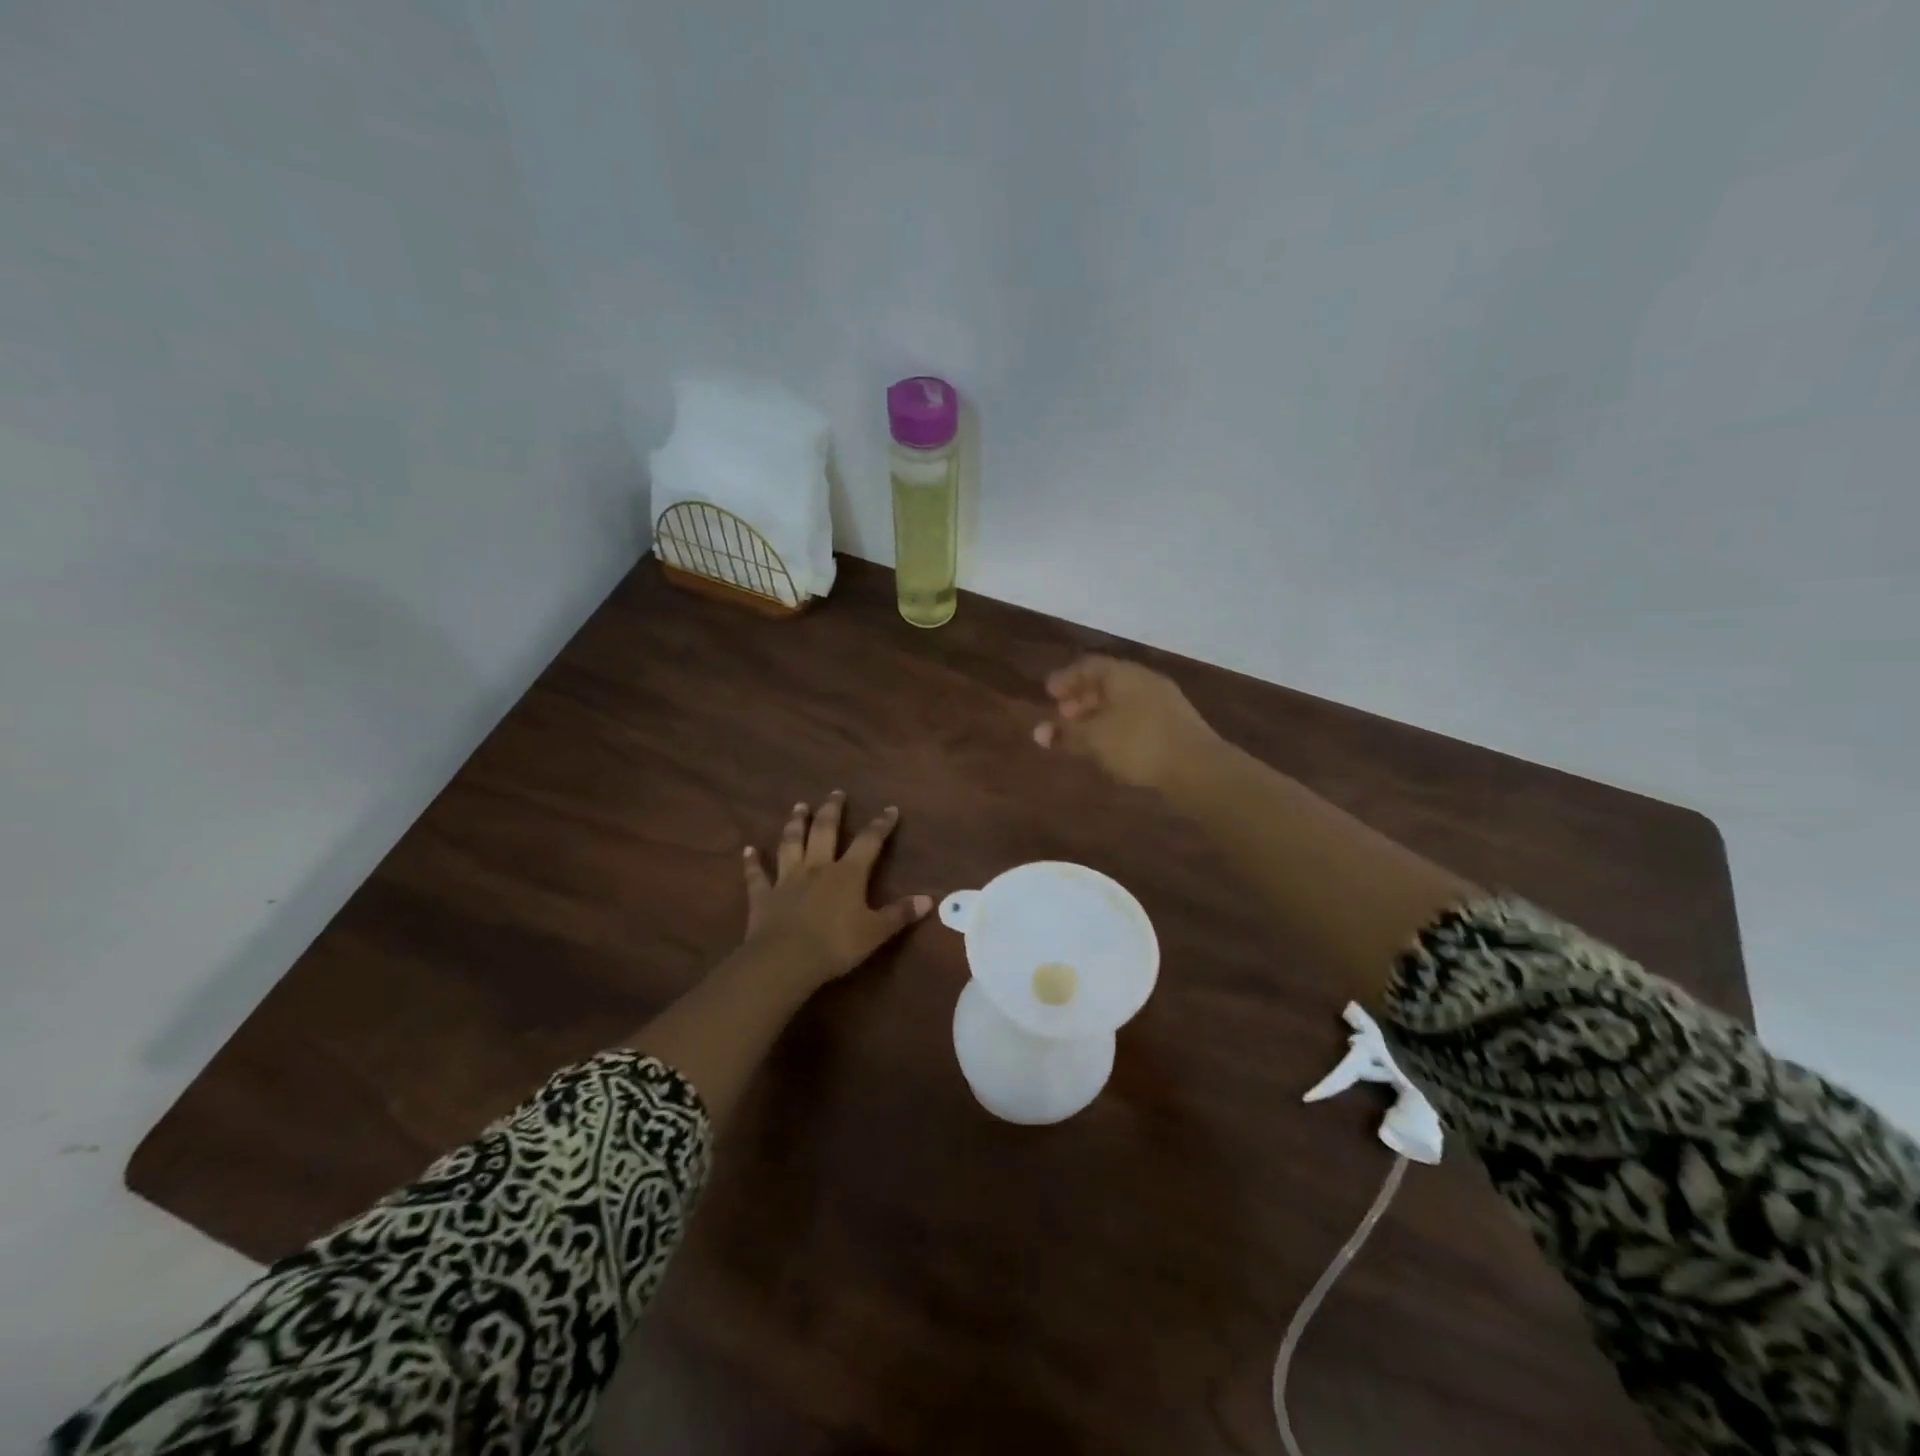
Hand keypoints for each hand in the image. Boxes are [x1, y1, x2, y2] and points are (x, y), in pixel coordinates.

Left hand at [740, 793, 931, 989]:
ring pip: (791, 844)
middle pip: (824, 832)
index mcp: (847, 874)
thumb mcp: (876, 932)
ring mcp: (787, 880)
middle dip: (832, 811)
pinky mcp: (762, 896)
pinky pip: (756, 875)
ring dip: (795, 824)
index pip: (868, 842)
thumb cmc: (836, 945)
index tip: (890, 809)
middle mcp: (817, 868)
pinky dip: (751, 862)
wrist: (785, 960)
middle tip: (836, 793)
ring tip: (799, 806)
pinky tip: (747, 850)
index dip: (880, 825)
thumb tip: (929, 899)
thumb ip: (900, 914)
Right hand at [1033, 655, 1220, 790]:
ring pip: (1122, 701)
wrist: (1198, 768)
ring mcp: (1164, 702)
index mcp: (1124, 674)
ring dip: (1098, 714)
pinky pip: (1136, 717)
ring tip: (1083, 735)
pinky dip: (1116, 726)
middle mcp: (1144, 681)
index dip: (1065, 679)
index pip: (1088, 665)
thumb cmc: (1138, 744)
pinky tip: (1110, 746)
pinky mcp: (1175, 725)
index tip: (1048, 694)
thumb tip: (1039, 732)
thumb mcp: (1095, 739)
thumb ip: (1066, 733)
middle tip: (1063, 715)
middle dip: (1081, 698)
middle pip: (1106, 682)